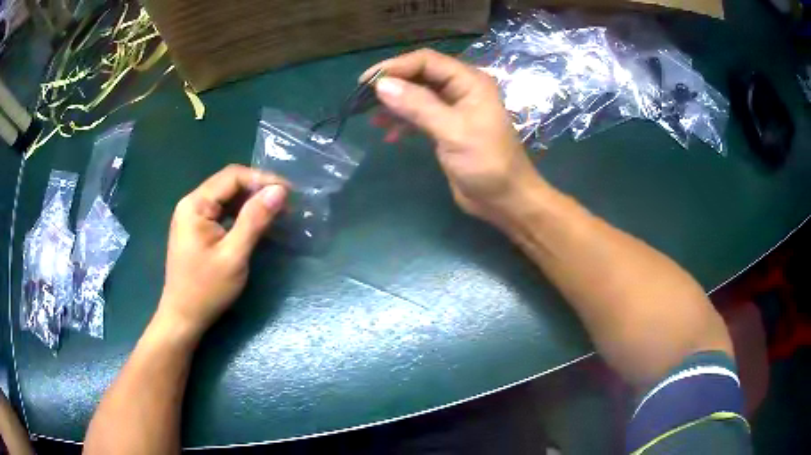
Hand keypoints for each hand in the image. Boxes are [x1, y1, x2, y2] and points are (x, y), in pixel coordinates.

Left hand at [156, 165, 287, 340]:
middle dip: (258, 190)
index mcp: (195, 204)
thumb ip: (255, 220)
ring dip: (251, 202)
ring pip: (226, 198)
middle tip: (286, 203)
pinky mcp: (197, 229)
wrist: (183, 317)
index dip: (262, 179)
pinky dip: (241, 214)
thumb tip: (279, 191)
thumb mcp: (234, 255)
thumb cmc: (206, 290)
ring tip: (276, 211)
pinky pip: (222, 212)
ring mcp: (192, 216)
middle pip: (229, 184)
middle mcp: (191, 204)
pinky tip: (256, 222)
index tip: (288, 193)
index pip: (232, 176)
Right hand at [362, 49, 545, 224]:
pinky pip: (420, 116)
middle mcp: (461, 89)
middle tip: (363, 98)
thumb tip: (382, 85)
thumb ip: (418, 106)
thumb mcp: (453, 132)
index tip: (367, 81)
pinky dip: (404, 122)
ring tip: (372, 117)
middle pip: (420, 75)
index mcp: (469, 81)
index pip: (427, 61)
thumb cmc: (487, 164)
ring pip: (418, 96)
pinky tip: (389, 135)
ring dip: (395, 104)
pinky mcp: (447, 128)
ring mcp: (454, 109)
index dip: (396, 66)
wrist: (505, 200)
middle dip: (392, 84)